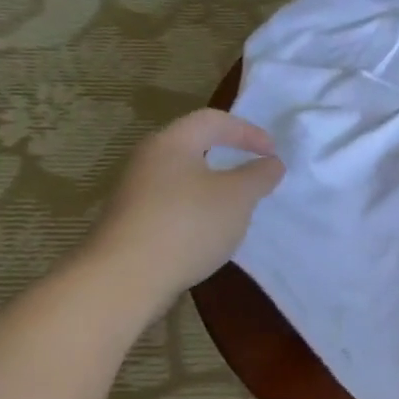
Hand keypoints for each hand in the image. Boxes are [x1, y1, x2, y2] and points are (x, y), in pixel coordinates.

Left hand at [84, 109, 284, 312]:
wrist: (125, 278)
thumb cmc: (188, 224)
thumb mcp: (238, 197)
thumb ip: (259, 175)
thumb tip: (272, 163)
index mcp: (172, 143)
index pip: (213, 120)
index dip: (248, 131)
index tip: (273, 153)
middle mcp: (148, 159)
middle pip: (194, 145)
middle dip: (229, 155)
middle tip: (255, 172)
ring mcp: (135, 191)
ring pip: (183, 175)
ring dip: (214, 184)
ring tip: (238, 204)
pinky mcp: (132, 220)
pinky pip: (173, 201)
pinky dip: (197, 207)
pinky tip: (210, 230)